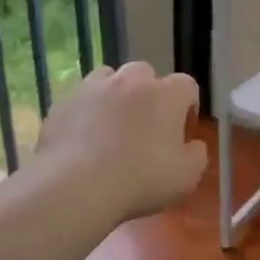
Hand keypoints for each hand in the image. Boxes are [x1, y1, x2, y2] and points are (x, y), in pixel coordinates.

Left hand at [33, 61, 207, 224]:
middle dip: (149, 93)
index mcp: (166, 94)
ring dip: (115, 94)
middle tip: (146, 125)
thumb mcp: (187, 176)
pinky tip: (84, 139)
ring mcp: (92, 88)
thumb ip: (197, 155)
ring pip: (109, 78)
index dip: (187, 107)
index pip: (187, 86)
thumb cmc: (142, 179)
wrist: (77, 185)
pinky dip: (86, 112)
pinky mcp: (62, 103)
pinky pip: (80, 100)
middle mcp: (130, 81)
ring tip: (112, 124)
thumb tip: (193, 145)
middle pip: (145, 74)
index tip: (182, 131)